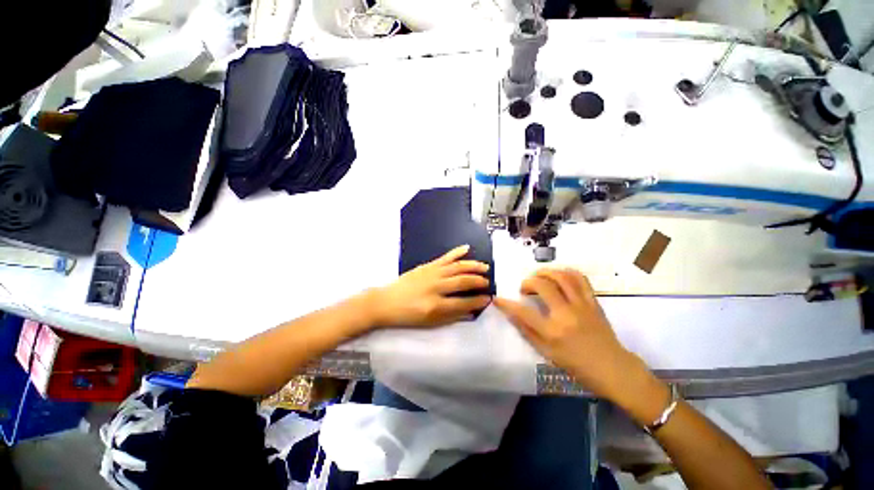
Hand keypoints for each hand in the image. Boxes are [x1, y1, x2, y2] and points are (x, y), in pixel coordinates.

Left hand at [366, 245, 491, 328]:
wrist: (386, 302)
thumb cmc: (408, 316)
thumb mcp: (430, 323)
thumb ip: (452, 317)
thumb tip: (471, 312)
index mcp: (436, 305)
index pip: (464, 302)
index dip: (478, 301)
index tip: (489, 299)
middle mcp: (436, 287)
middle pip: (463, 281)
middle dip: (478, 281)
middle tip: (488, 282)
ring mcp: (432, 273)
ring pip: (457, 267)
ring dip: (473, 266)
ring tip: (485, 267)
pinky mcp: (427, 266)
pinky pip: (445, 257)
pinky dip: (456, 252)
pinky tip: (467, 248)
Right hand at [494, 268, 661, 408]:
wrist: (613, 368)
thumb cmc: (577, 365)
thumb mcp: (547, 353)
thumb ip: (527, 331)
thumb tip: (511, 314)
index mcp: (553, 332)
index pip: (523, 312)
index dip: (506, 303)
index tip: (497, 298)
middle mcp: (566, 314)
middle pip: (542, 285)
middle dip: (527, 282)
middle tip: (523, 288)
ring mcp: (582, 305)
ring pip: (561, 276)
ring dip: (545, 272)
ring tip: (537, 277)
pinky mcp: (593, 301)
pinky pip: (580, 278)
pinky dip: (566, 272)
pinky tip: (558, 274)